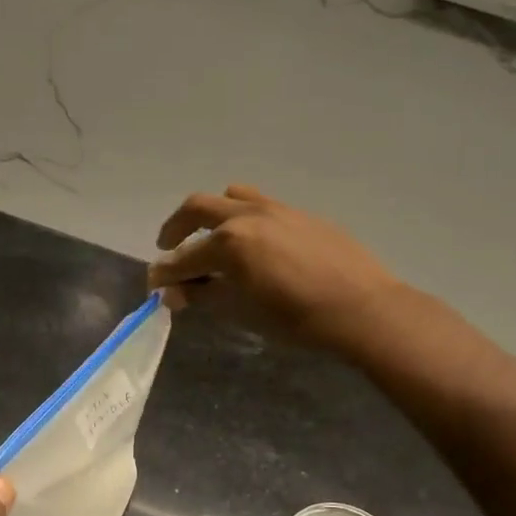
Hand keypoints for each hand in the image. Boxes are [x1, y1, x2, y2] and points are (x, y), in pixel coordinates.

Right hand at [149, 186, 400, 350]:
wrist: (361, 307)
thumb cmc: (297, 319)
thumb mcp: (243, 312)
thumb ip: (205, 296)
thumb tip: (175, 293)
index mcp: (229, 242)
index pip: (183, 258)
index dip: (164, 274)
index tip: (153, 285)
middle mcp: (247, 216)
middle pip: (198, 208)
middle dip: (176, 227)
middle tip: (169, 246)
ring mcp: (276, 209)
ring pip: (231, 197)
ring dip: (212, 213)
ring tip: (212, 236)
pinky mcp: (300, 214)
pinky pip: (262, 205)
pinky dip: (244, 218)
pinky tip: (255, 243)